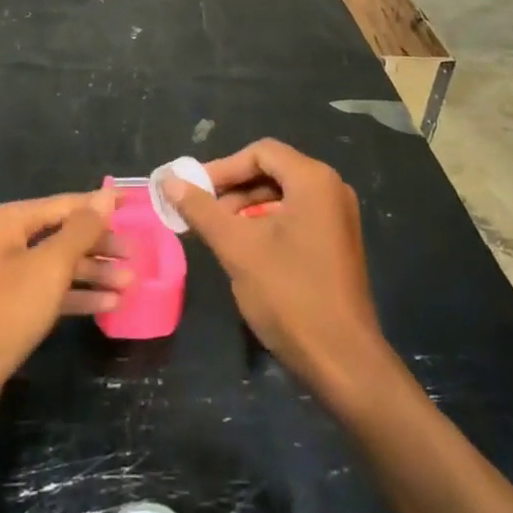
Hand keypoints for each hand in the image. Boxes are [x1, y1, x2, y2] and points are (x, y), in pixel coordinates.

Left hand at [0, 188, 128, 442]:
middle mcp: (5, 242)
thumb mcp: (49, 266)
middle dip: (101, 245)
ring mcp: (5, 278)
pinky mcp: (8, 311)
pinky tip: (108, 304)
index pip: (67, 204)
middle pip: (64, 235)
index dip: (102, 206)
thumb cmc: (1, 312)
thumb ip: (81, 230)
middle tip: (138, 258)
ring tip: (131, 284)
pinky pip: (50, 293)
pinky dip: (78, 296)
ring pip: (59, 266)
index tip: (137, 205)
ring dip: (94, 273)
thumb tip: (105, 194)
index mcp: (9, 221)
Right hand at [162, 140, 388, 397]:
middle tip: (201, 214)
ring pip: (282, 197)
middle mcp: (331, 189)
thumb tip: (169, 180)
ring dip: (246, 208)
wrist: (342, 360)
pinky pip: (296, 217)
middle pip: (272, 171)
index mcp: (313, 180)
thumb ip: (202, 210)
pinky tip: (246, 251)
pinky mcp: (337, 243)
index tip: (193, 192)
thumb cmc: (289, 294)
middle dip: (233, 190)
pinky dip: (267, 225)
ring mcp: (338, 217)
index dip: (222, 168)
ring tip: (219, 235)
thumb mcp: (237, 248)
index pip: (261, 153)